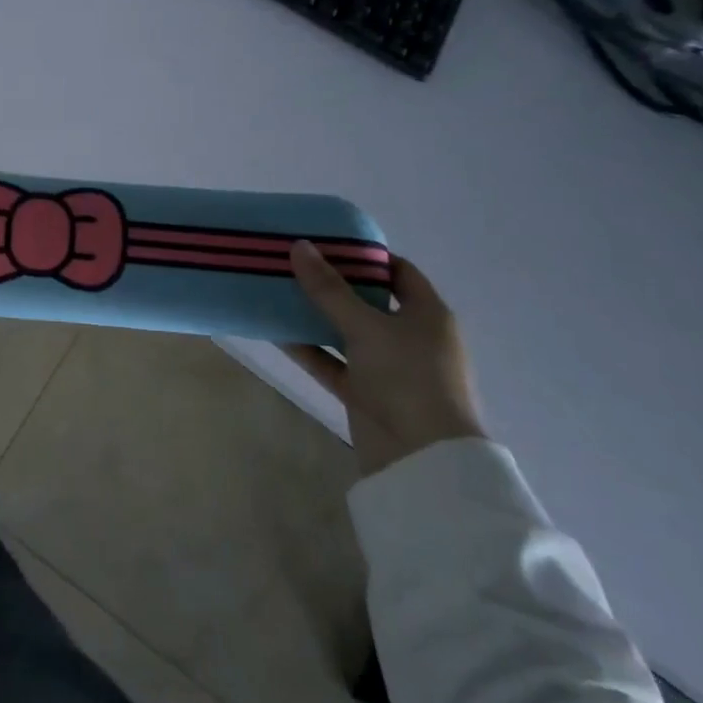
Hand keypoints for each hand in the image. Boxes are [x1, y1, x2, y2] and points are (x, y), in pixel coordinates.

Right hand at [288, 242, 484, 477]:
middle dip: (331, 284)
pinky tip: (275, 332)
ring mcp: (387, 367)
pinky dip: (308, 349)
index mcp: (427, 314)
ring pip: (345, 332)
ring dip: (315, 316)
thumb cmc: (408, 378)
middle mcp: (410, 336)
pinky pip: (332, 362)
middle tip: (292, 263)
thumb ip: (329, 289)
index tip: (326, 242)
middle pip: (367, 300)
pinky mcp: (366, 392)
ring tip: (276, 291)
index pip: (399, 271)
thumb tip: (299, 246)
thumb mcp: (366, 327)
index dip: (365, 256)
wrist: (422, 460)